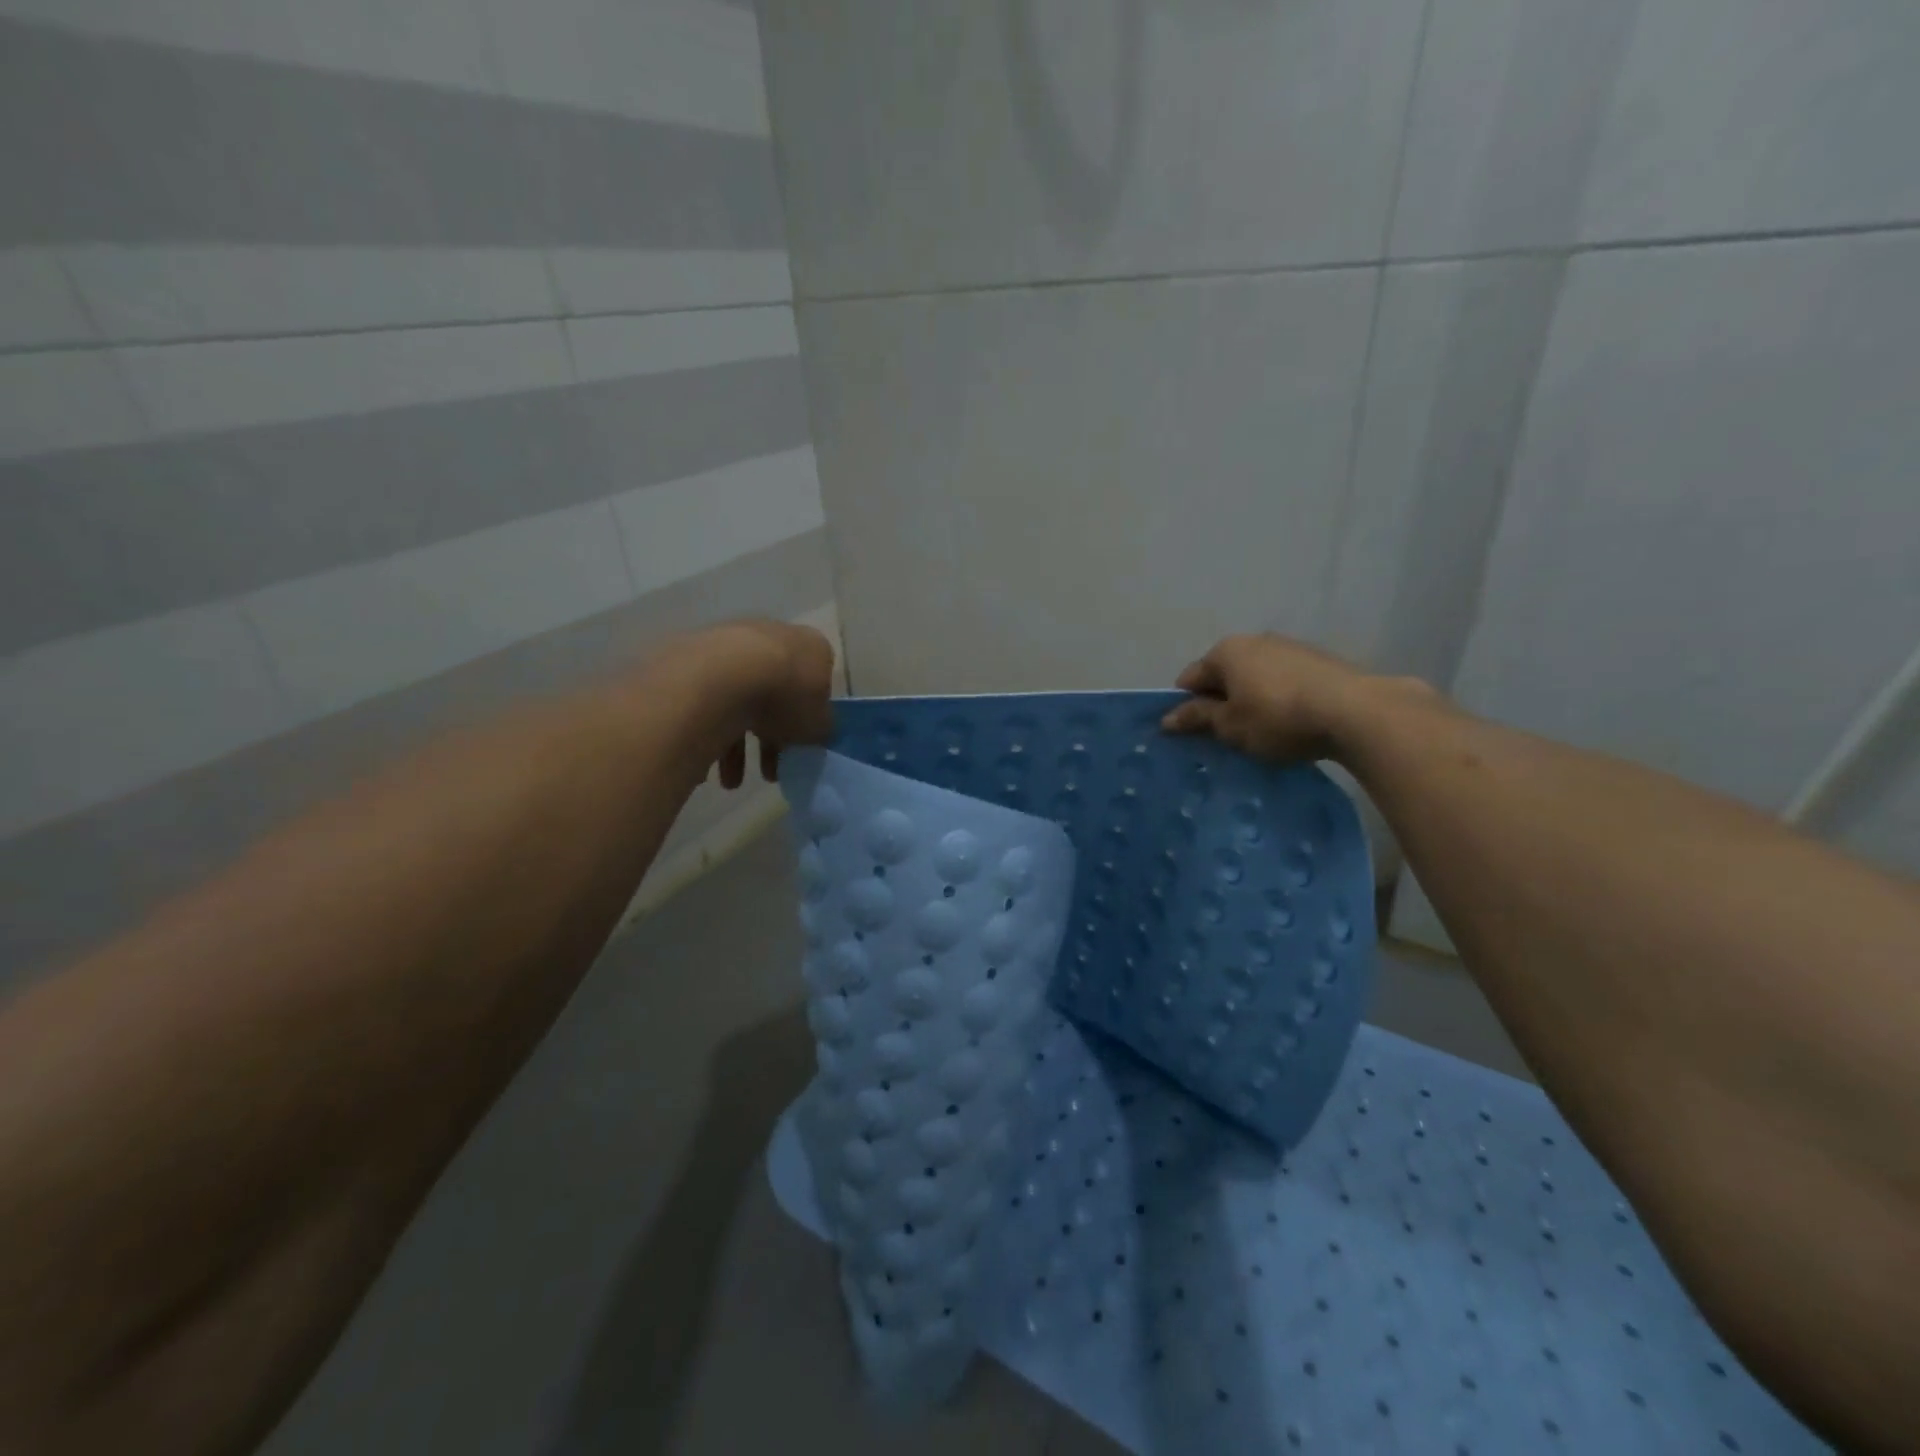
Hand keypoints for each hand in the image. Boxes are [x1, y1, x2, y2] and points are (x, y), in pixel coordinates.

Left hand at [680, 620, 835, 786]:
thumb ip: (821, 728)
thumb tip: (816, 733)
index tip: (800, 747)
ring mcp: (732, 646)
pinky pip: (709, 704)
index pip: (817, 683)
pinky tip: (707, 767)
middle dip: (769, 740)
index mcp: (810, 647)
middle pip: (775, 696)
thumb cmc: (786, 695)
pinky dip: (710, 734)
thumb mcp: (819, 724)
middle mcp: (773, 638)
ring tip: (730, 782)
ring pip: (739, 703)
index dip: (809, 720)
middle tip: (768, 772)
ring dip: (736, 748)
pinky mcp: (696, 660)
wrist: (724, 676)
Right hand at [1161, 634, 1375, 761]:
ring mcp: (1290, 647)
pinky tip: (1289, 723)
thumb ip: (1198, 718)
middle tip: (1223, 736)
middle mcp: (1255, 640)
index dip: (1185, 706)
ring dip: (1250, 700)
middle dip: (1219, 701)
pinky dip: (1277, 699)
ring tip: (1259, 732)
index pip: (1190, 678)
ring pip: (1255, 677)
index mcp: (1226, 651)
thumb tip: (1167, 718)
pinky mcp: (1319, 661)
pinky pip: (1284, 681)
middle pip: (1224, 674)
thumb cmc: (1277, 717)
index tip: (1190, 734)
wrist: (1355, 711)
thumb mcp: (1230, 726)